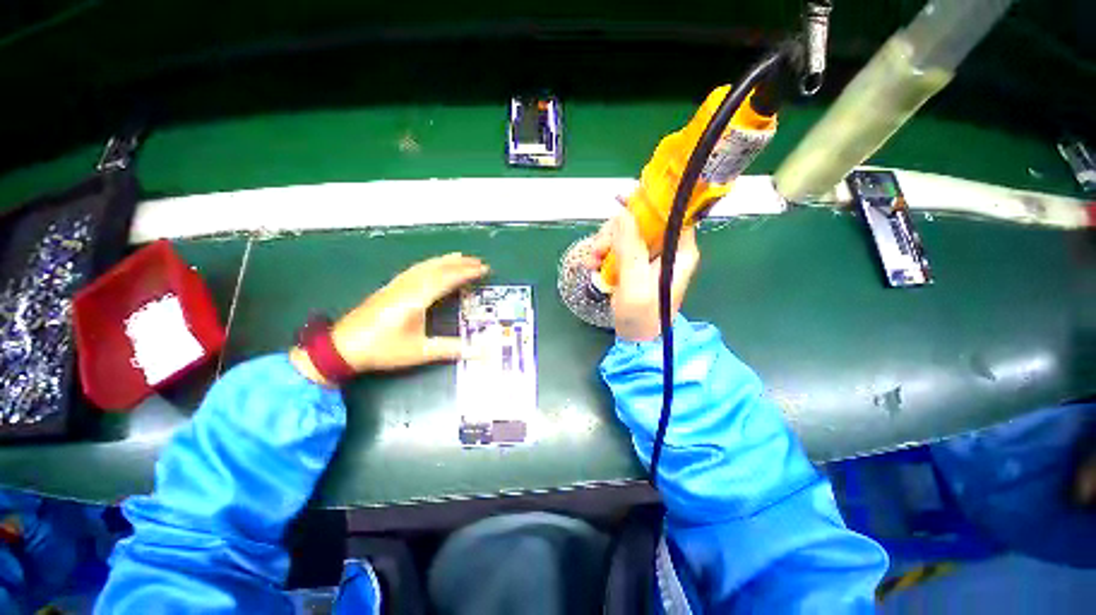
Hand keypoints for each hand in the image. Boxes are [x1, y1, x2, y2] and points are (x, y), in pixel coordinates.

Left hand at [291, 253, 488, 384]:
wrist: (342, 347)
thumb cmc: (383, 349)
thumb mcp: (420, 351)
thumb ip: (451, 349)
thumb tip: (480, 352)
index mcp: (417, 298)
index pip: (447, 279)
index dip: (467, 273)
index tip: (484, 269)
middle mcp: (408, 286)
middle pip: (437, 268)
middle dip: (460, 263)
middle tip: (479, 261)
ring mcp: (397, 285)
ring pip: (425, 266)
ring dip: (444, 260)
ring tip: (460, 257)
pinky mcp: (389, 288)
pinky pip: (414, 269)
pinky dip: (429, 264)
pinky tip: (431, 266)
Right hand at [586, 211, 699, 341]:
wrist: (636, 338)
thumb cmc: (642, 315)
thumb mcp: (636, 283)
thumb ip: (630, 249)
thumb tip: (622, 214)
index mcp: (679, 251)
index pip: (671, 213)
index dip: (650, 201)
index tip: (623, 199)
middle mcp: (666, 249)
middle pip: (642, 222)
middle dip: (616, 231)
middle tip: (599, 248)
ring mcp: (648, 257)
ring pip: (625, 234)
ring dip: (605, 243)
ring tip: (593, 262)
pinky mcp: (634, 264)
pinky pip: (617, 248)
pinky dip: (603, 253)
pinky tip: (593, 265)